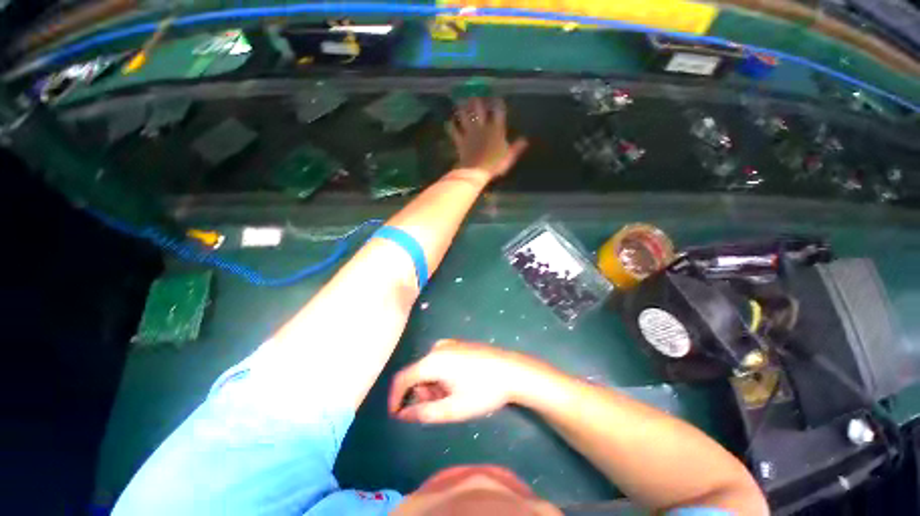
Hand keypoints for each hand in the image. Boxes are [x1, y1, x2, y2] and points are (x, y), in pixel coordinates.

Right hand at [388, 339, 529, 423]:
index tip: (396, 415)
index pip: (402, 379)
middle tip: (439, 407)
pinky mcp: (458, 344)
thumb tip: (403, 414)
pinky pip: (440, 361)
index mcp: (432, 361)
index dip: (395, 398)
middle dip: (421, 393)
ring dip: (433, 386)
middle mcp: (437, 348)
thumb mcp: (453, 408)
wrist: (511, 370)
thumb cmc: (482, 391)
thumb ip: (424, 413)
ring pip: (429, 368)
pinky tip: (458, 384)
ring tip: (452, 397)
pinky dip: (442, 376)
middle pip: (417, 373)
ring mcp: (449, 344)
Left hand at [448, 98, 527, 179]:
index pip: (498, 111)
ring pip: (464, 115)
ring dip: (462, 108)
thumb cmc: (494, 165)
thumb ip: (516, 147)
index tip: (497, 98)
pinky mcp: (460, 140)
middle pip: (479, 108)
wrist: (476, 172)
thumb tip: (525, 140)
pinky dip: (451, 125)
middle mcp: (482, 127)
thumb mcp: (509, 157)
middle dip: (477, 100)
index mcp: (496, 129)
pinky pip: (453, 130)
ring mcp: (469, 132)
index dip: (498, 103)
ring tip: (460, 101)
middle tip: (475, 93)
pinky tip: (449, 121)